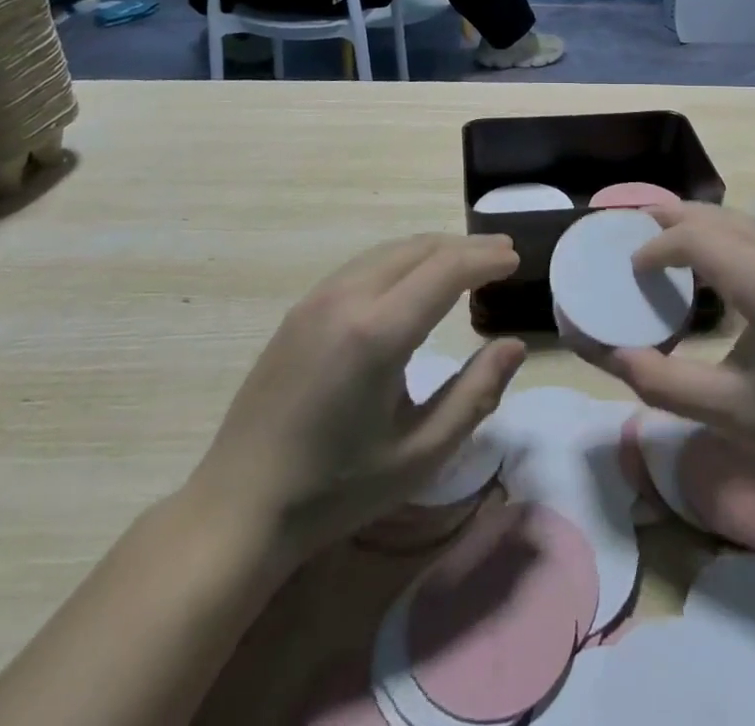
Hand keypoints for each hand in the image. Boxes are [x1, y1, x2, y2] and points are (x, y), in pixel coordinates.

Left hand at [183, 234, 523, 568]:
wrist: (238, 508)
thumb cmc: (336, 489)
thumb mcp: (419, 454)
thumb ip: (475, 395)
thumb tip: (513, 346)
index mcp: (377, 333)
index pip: (445, 270)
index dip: (485, 258)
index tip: (515, 259)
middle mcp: (346, 299)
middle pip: (418, 249)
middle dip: (465, 246)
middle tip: (502, 253)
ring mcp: (317, 299)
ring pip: (389, 251)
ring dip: (432, 250)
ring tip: (466, 262)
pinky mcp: (300, 309)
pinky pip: (363, 265)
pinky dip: (401, 260)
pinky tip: (413, 281)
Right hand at [599, 204, 754, 497]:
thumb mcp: (728, 412)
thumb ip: (659, 381)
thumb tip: (605, 354)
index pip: (698, 239)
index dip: (656, 246)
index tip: (630, 268)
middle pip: (719, 217)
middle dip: (673, 219)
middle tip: (632, 229)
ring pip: (743, 220)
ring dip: (701, 224)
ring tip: (664, 237)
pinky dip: (727, 234)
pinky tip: (712, 257)